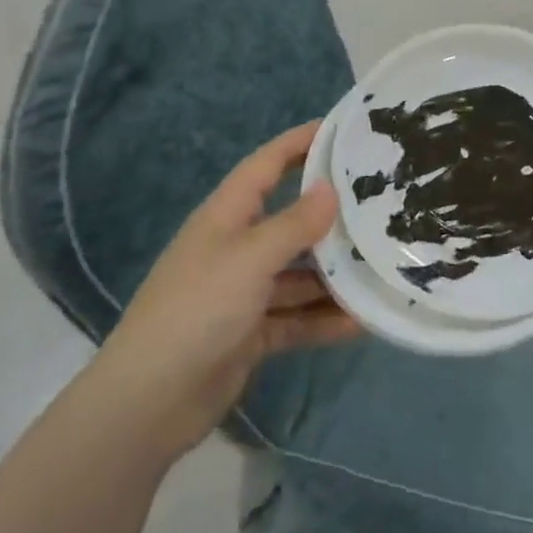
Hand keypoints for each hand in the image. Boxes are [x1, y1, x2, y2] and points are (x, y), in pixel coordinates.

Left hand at [98, 124, 358, 459]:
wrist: (149, 402)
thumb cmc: (198, 310)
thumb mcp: (250, 258)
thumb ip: (294, 224)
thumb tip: (330, 189)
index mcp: (226, 216)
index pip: (267, 165)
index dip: (300, 143)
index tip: (342, 129)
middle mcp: (236, 248)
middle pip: (290, 220)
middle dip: (331, 215)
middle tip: (382, 204)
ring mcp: (243, 293)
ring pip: (298, 273)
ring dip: (334, 275)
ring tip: (382, 266)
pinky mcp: (250, 333)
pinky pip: (295, 318)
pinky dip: (323, 320)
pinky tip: (361, 322)